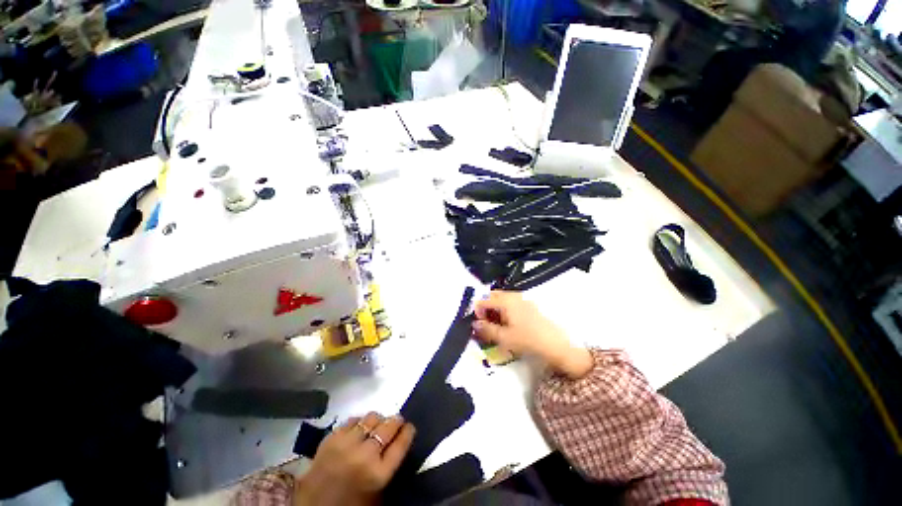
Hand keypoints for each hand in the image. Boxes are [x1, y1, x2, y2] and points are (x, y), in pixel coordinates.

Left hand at [294, 412, 415, 505]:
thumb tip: (397, 441)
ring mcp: (346, 444)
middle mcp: (365, 455)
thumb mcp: (377, 493)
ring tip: (377, 425)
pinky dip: (359, 422)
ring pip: (371, 418)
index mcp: (379, 474)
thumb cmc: (350, 504)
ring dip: (378, 420)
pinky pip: (353, 420)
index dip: (408, 432)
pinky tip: (359, 428)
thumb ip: (388, 466)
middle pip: (388, 426)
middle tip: (396, 422)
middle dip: (396, 422)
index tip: (409, 427)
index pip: (401, 443)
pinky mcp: (331, 438)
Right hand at [473, 291, 592, 378]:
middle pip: (493, 296)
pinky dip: (504, 311)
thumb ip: (487, 330)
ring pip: (502, 300)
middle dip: (486, 308)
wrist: (556, 345)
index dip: (477, 311)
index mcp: (506, 301)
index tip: (477, 324)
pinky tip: (507, 325)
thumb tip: (474, 324)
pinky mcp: (529, 307)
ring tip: (495, 326)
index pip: (484, 300)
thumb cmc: (528, 340)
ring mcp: (523, 300)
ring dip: (495, 310)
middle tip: (485, 323)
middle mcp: (514, 296)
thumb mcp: (504, 338)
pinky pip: (511, 304)